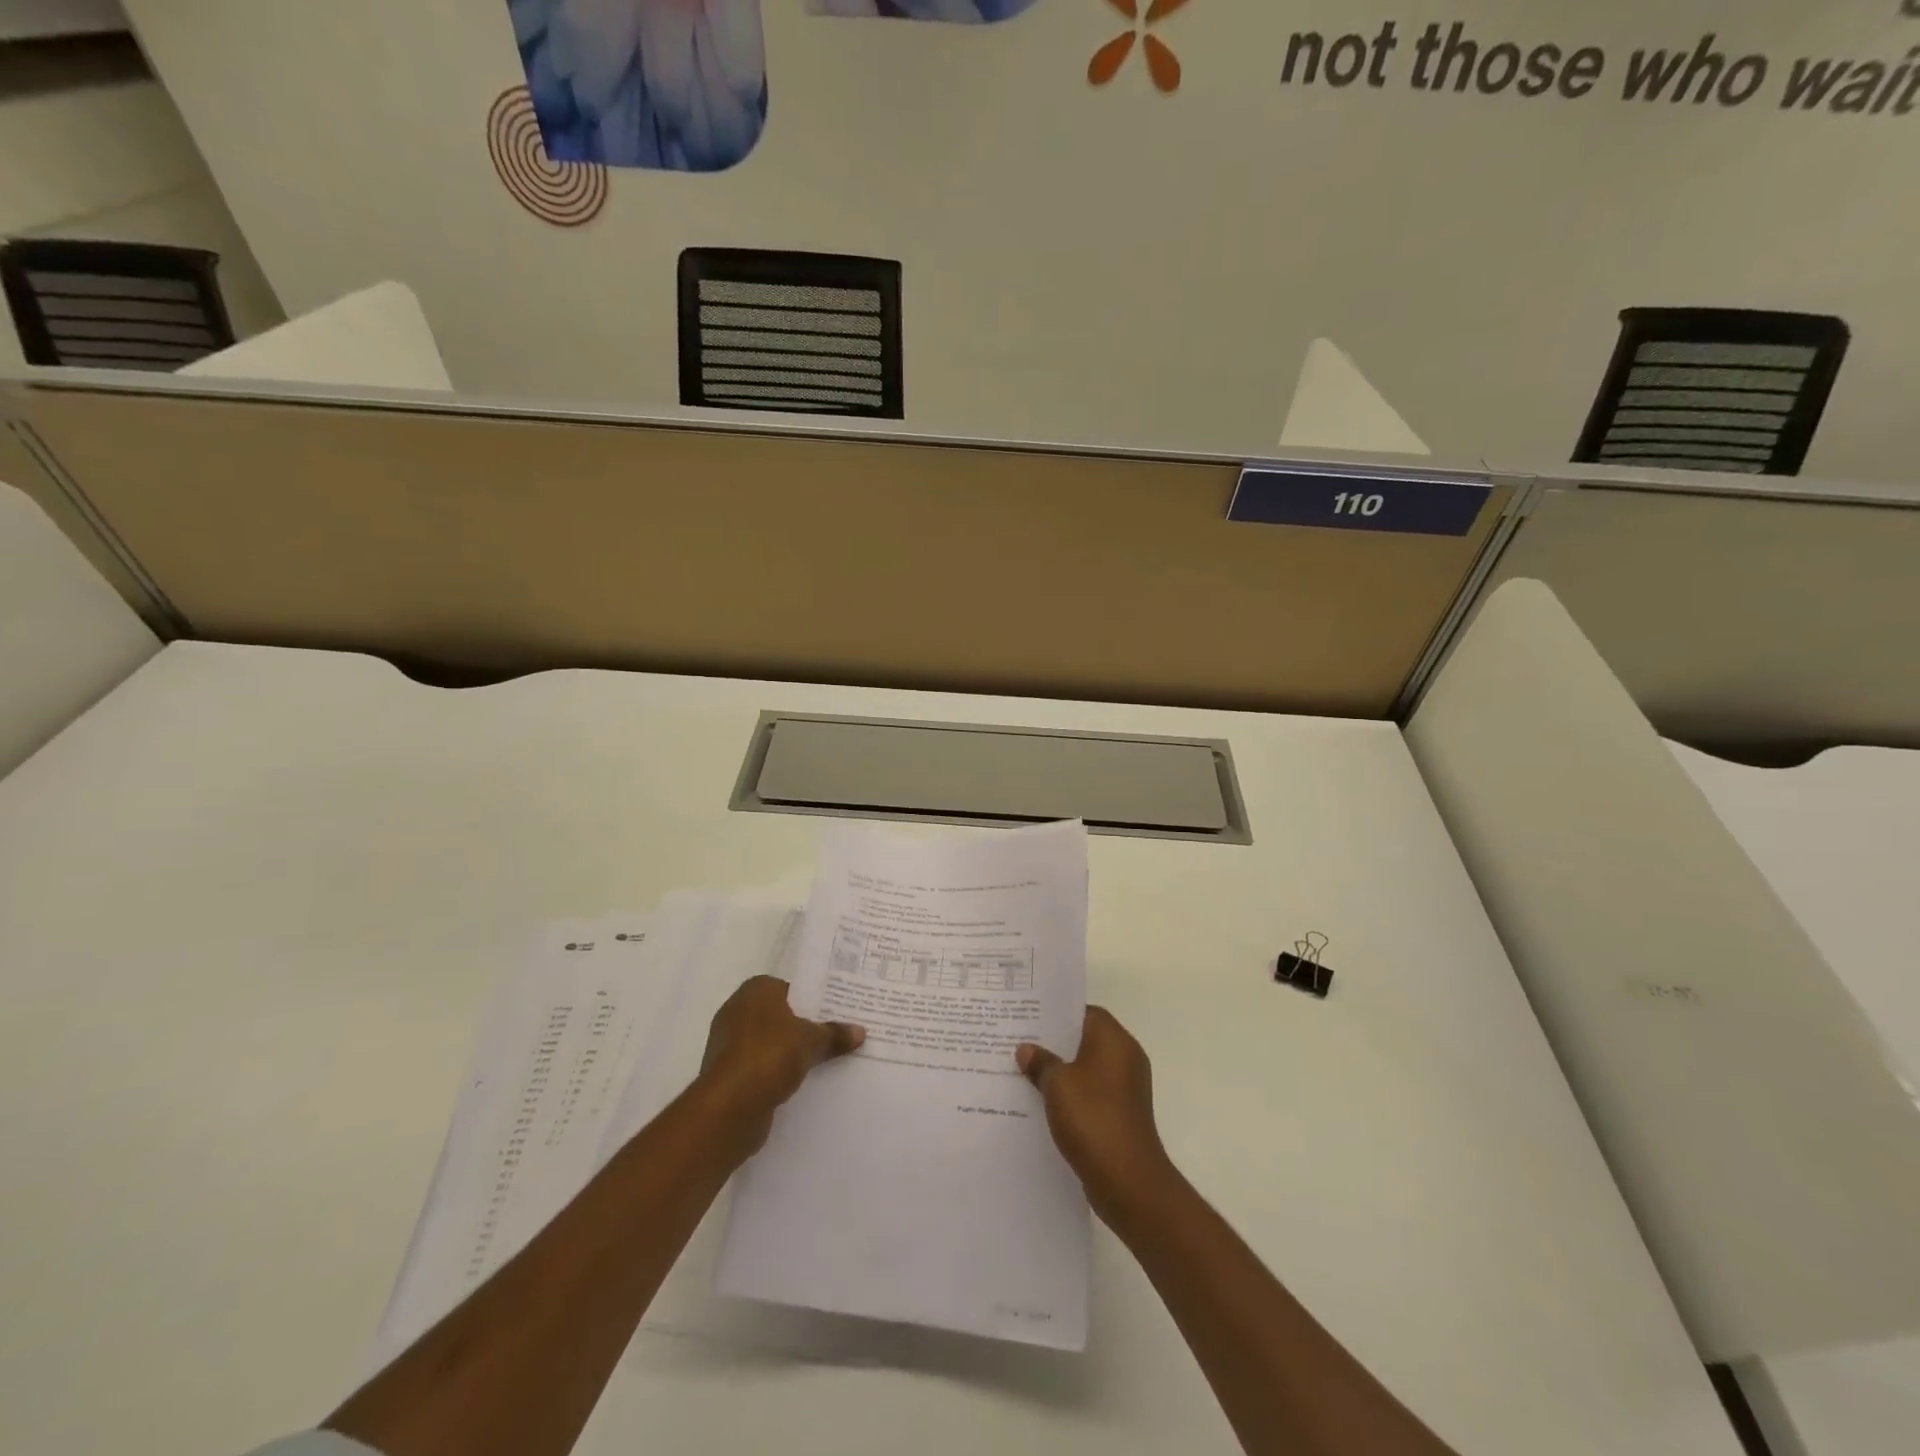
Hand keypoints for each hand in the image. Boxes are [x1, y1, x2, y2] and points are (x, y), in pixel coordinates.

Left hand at [698, 976, 863, 1156]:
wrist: (729, 1106)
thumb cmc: (770, 1055)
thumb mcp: (812, 1041)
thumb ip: (834, 1034)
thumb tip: (860, 1031)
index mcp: (755, 990)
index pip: (790, 988)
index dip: (812, 1000)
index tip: (834, 1012)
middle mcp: (737, 1009)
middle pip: (779, 1015)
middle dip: (802, 1026)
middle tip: (832, 1034)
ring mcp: (728, 1042)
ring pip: (769, 1041)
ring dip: (788, 1051)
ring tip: (820, 1059)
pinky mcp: (726, 1072)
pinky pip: (759, 1065)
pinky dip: (774, 1071)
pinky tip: (797, 1081)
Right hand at [1017, 1007, 1173, 1223]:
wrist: (1128, 1181)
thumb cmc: (1093, 1118)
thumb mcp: (1057, 1084)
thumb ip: (1040, 1062)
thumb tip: (1026, 1049)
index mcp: (1115, 1040)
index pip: (1085, 1012)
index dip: (1058, 1013)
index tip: (1030, 1017)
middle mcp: (1125, 1058)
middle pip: (1085, 1039)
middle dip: (1054, 1043)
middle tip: (1020, 1042)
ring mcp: (1126, 1088)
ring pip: (1086, 1068)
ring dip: (1061, 1071)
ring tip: (1024, 1071)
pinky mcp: (1121, 1114)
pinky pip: (1091, 1092)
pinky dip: (1071, 1094)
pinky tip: (1043, 1102)